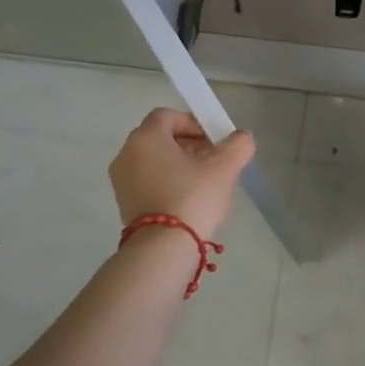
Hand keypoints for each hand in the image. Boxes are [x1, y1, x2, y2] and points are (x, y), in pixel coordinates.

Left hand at [109, 109, 255, 239]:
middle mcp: (127, 154)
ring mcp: (121, 181)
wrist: (163, 249)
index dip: (193, 123)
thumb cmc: (192, 197)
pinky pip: (147, 180)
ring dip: (179, 164)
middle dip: (189, 144)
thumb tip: (242, 138)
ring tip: (205, 181)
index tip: (214, 140)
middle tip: (214, 159)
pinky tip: (189, 198)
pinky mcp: (124, 203)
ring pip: (154, 160)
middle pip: (160, 138)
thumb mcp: (224, 168)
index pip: (168, 116)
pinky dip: (167, 181)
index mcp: (145, 138)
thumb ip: (238, 145)